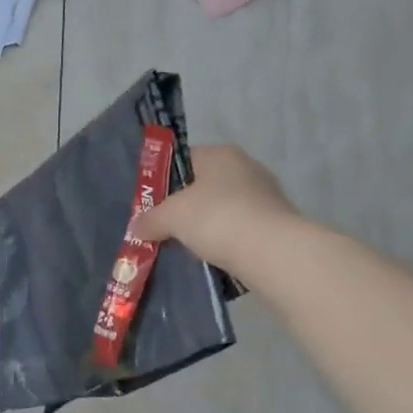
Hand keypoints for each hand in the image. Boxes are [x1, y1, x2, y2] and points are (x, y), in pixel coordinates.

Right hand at [132, 144, 298, 267]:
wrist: (271, 252)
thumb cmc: (216, 218)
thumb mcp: (171, 217)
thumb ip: (150, 219)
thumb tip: (136, 227)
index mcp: (221, 154)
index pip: (184, 159)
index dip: (163, 179)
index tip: (151, 204)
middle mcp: (246, 167)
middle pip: (203, 185)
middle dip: (184, 207)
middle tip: (163, 228)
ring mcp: (265, 195)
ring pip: (222, 209)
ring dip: (205, 227)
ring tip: (186, 247)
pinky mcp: (275, 223)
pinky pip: (239, 229)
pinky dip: (225, 241)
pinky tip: (212, 257)